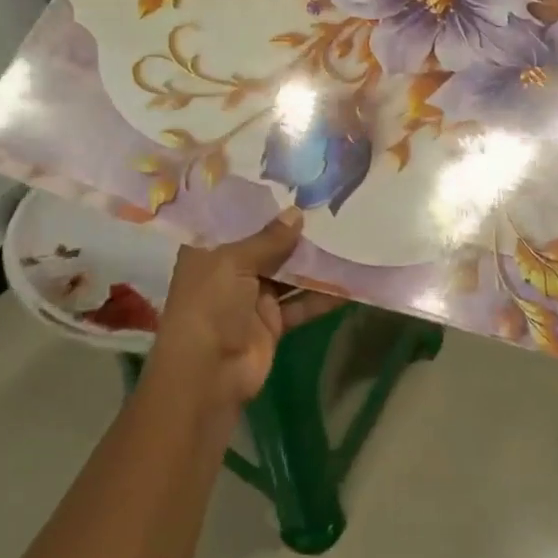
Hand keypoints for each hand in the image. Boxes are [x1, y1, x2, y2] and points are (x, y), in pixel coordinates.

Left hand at [148, 210, 340, 409]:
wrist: (207, 376)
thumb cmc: (209, 305)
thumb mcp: (233, 262)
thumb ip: (268, 239)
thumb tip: (297, 213)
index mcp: (209, 248)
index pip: (235, 218)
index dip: (260, 202)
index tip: (290, 181)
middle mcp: (230, 268)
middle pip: (266, 243)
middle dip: (293, 229)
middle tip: (328, 202)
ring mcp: (252, 297)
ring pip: (287, 272)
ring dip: (312, 260)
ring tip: (345, 233)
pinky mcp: (272, 322)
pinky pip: (301, 302)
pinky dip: (323, 295)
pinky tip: (350, 281)